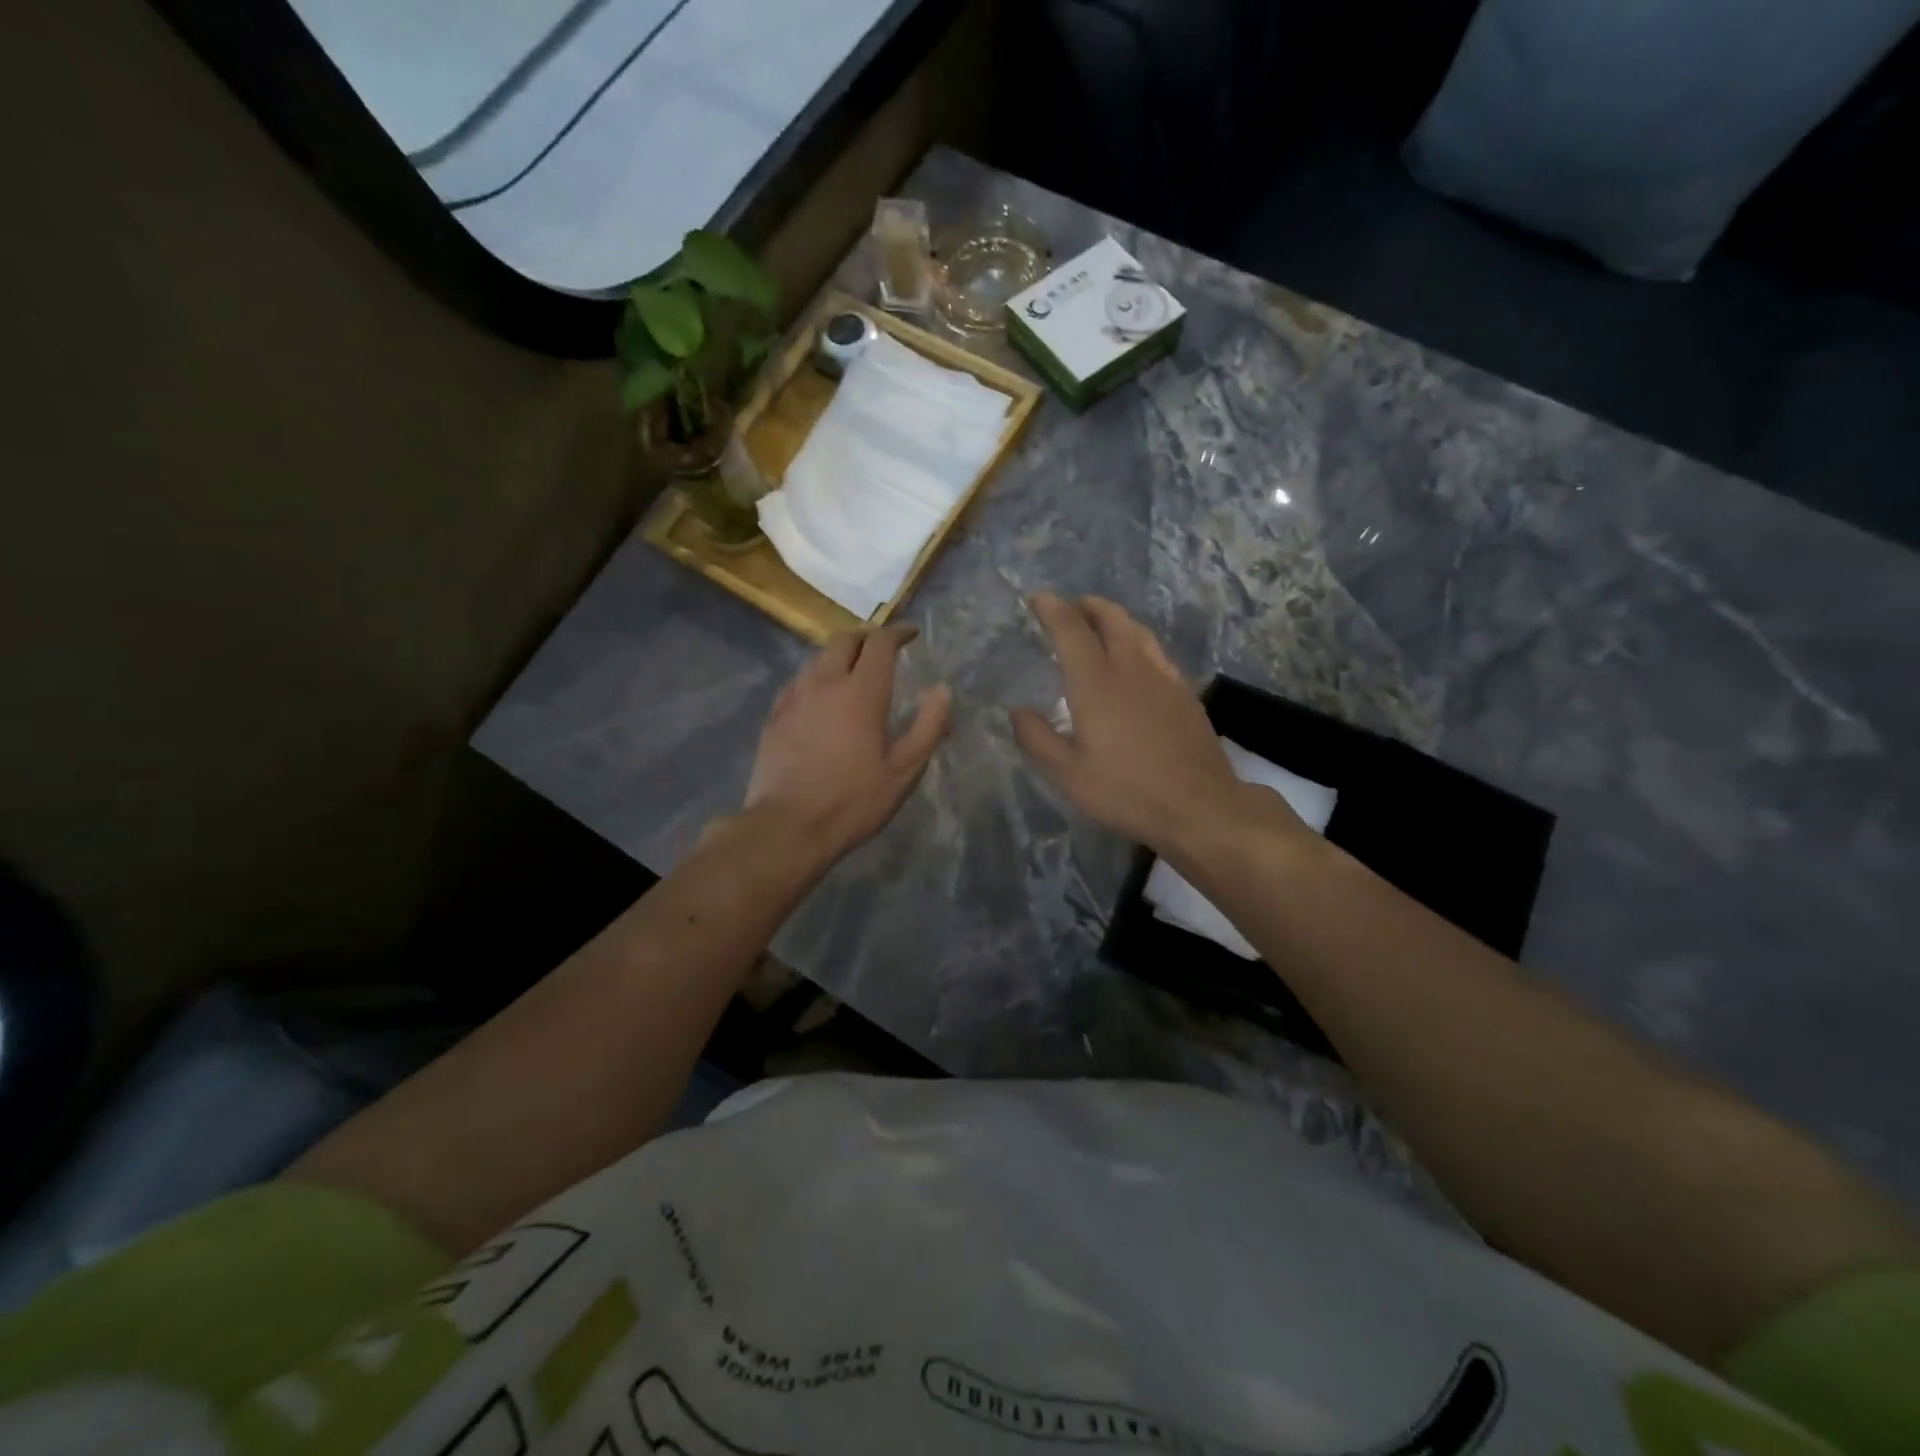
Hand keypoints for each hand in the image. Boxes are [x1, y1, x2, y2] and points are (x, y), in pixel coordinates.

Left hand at [745, 624, 952, 863]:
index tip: (910, 635)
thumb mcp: (904, 771)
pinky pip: (799, 681)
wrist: (788, 827)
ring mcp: (795, 698)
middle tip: (882, 651)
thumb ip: (928, 726)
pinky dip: (817, 677)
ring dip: (840, 656)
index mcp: (862, 692)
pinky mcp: (775, 716)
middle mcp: (825, 683)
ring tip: (854, 672)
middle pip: (845, 640)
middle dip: (867, 638)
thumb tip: (942, 690)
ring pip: (818, 659)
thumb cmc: (853, 801)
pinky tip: (821, 697)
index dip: (898, 633)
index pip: (880, 643)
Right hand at [1011, 594, 1287, 854]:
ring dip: (1114, 619)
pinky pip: (1155, 651)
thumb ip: (1037, 738)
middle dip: (1087, 605)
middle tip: (1070, 607)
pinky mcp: (1185, 692)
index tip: (1037, 599)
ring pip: (1137, 630)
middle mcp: (1131, 668)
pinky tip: (1134, 661)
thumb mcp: (1068, 774)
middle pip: (1110, 618)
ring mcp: (1164, 677)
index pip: (1071, 630)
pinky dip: (1136, 641)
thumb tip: (1018, 710)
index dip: (1052, 609)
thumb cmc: (1126, 791)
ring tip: (1099, 625)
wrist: (1199, 806)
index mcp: (1096, 683)